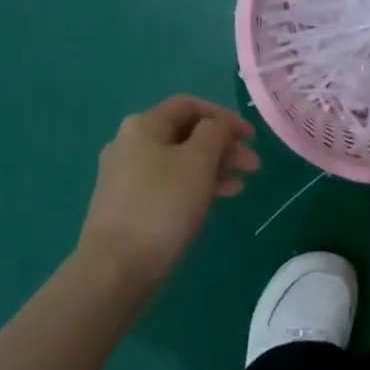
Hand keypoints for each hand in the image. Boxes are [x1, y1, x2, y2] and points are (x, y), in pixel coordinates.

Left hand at [79, 95, 259, 283]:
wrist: (117, 264)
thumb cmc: (162, 205)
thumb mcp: (198, 161)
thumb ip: (216, 133)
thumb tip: (220, 124)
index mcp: (144, 125)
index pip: (189, 105)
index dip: (224, 116)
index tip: (251, 137)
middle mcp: (130, 143)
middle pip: (184, 133)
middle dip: (222, 145)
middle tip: (253, 165)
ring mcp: (125, 174)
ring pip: (178, 160)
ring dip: (213, 167)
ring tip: (241, 184)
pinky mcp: (127, 203)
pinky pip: (168, 182)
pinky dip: (194, 185)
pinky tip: (215, 199)